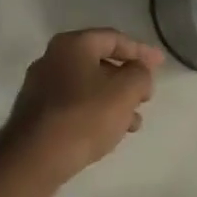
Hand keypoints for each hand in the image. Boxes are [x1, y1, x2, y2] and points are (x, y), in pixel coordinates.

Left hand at [3, 29, 164, 183]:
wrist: (35, 157)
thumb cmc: (84, 116)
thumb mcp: (125, 91)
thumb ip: (140, 74)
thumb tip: (138, 72)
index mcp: (72, 45)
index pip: (114, 38)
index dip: (141, 51)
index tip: (161, 65)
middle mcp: (52, 59)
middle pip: (99, 62)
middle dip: (127, 80)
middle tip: (146, 96)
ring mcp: (41, 86)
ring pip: (88, 87)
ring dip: (114, 100)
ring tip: (133, 122)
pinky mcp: (37, 112)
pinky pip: (74, 105)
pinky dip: (95, 112)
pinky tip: (109, 133)